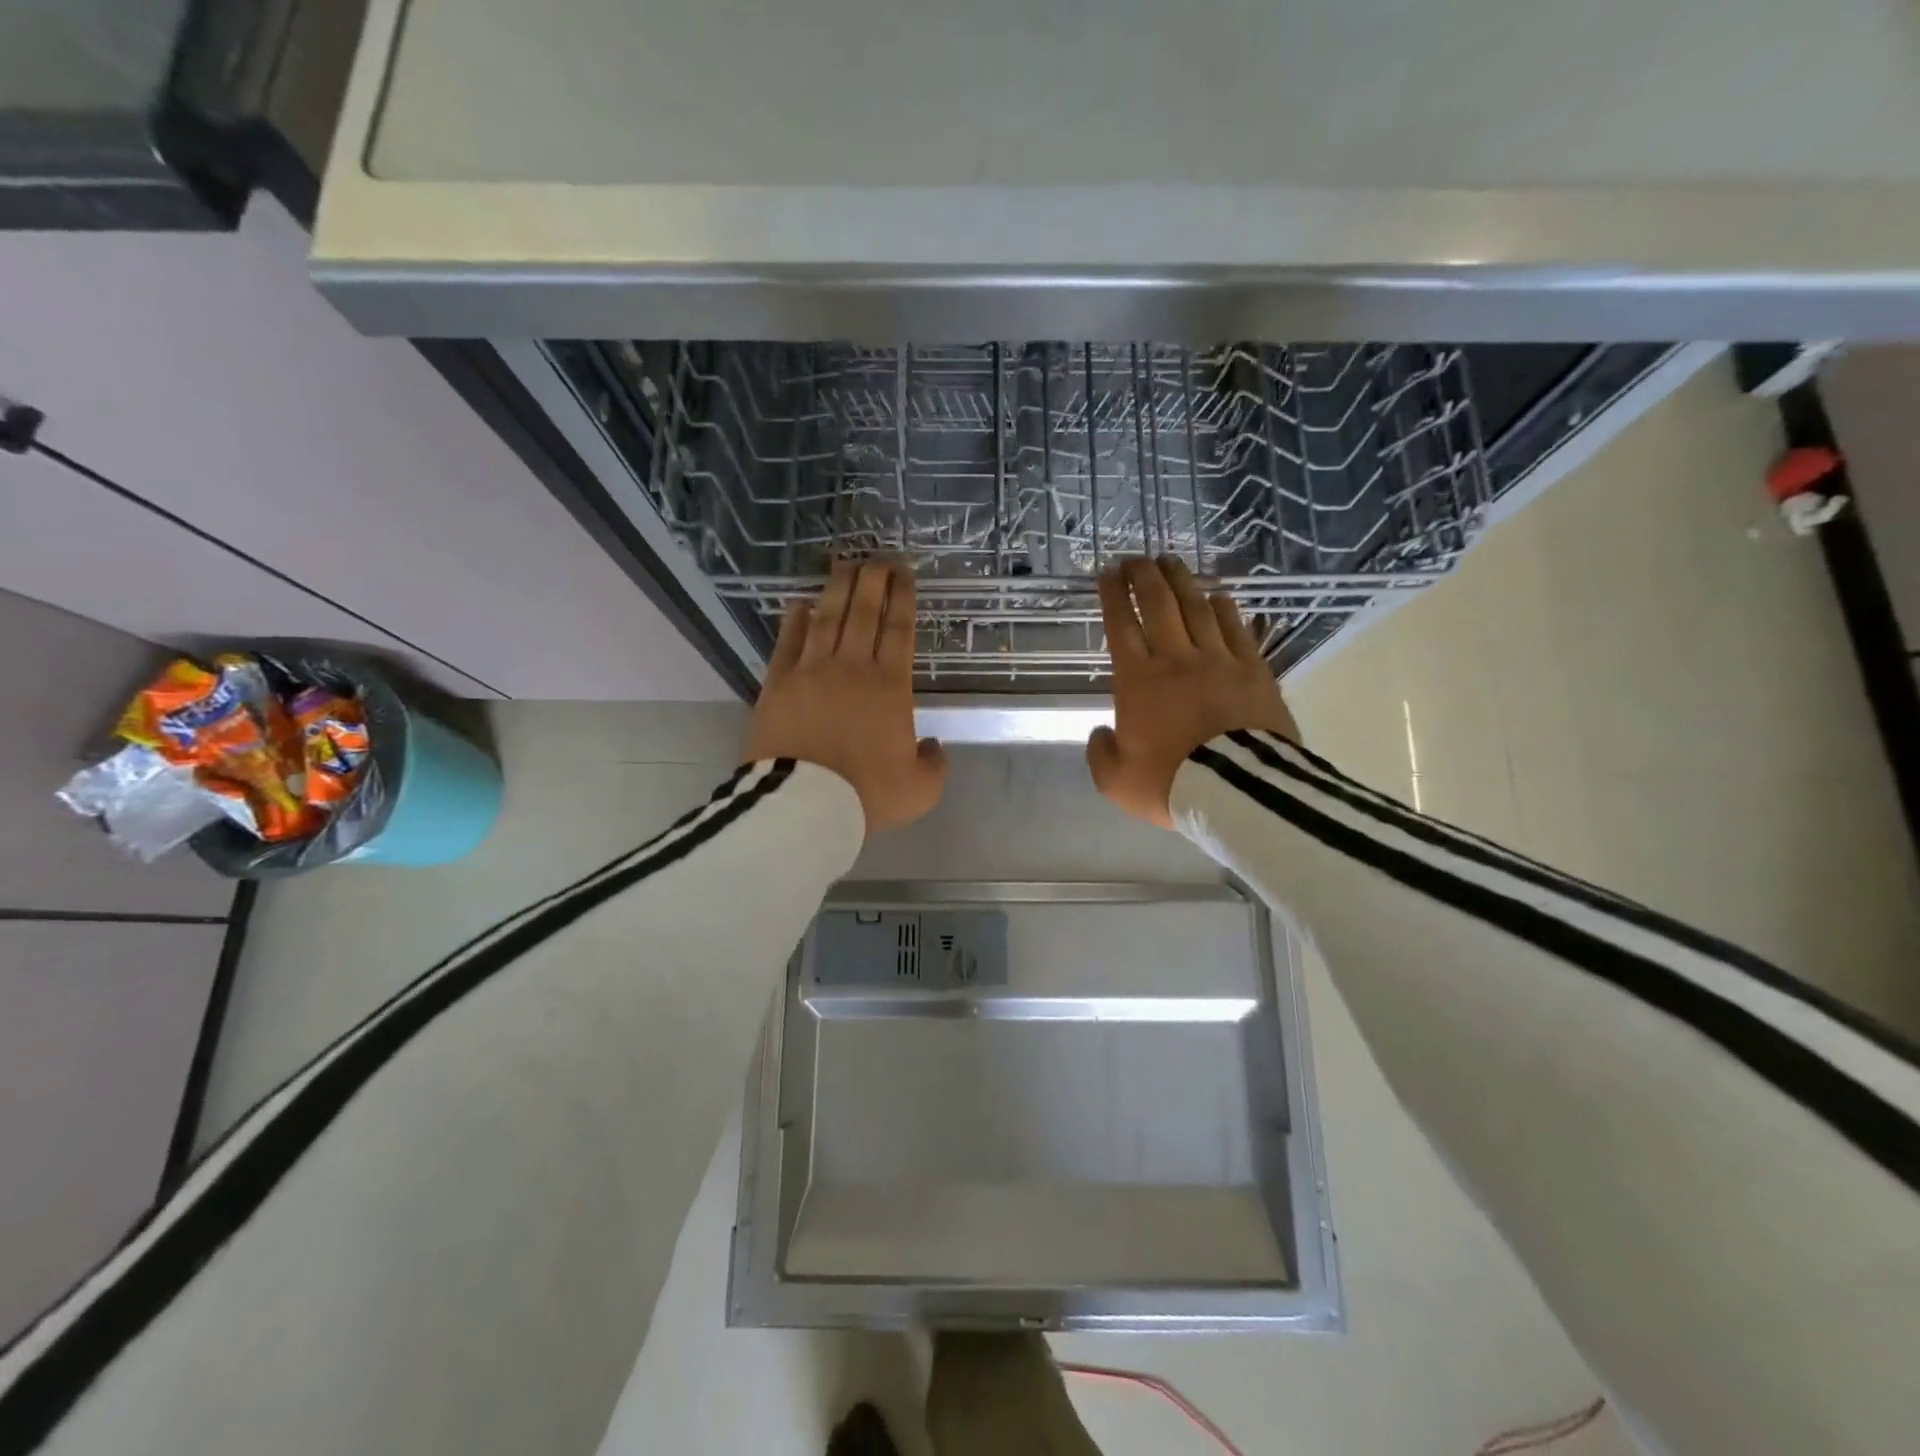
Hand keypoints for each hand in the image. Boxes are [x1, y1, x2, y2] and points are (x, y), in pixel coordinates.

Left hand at [744, 559, 945, 834]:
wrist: (805, 806)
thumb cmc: (867, 795)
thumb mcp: (921, 789)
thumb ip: (934, 763)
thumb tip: (933, 745)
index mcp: (890, 687)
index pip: (899, 630)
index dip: (903, 597)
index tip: (904, 574)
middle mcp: (852, 668)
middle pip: (864, 612)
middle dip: (873, 580)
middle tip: (878, 557)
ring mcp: (811, 672)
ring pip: (827, 618)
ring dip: (837, 589)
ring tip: (844, 565)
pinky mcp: (777, 684)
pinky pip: (788, 643)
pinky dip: (795, 621)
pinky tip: (800, 604)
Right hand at [1087, 556, 1300, 827]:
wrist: (1238, 791)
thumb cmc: (1170, 783)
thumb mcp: (1116, 780)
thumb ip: (1100, 753)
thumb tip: (1101, 733)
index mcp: (1138, 681)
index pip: (1121, 626)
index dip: (1113, 595)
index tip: (1107, 573)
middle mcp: (1176, 659)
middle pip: (1159, 604)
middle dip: (1144, 576)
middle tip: (1136, 558)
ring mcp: (1219, 660)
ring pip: (1197, 607)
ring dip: (1181, 581)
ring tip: (1171, 562)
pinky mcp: (1254, 669)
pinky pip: (1236, 627)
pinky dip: (1224, 607)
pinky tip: (1217, 594)